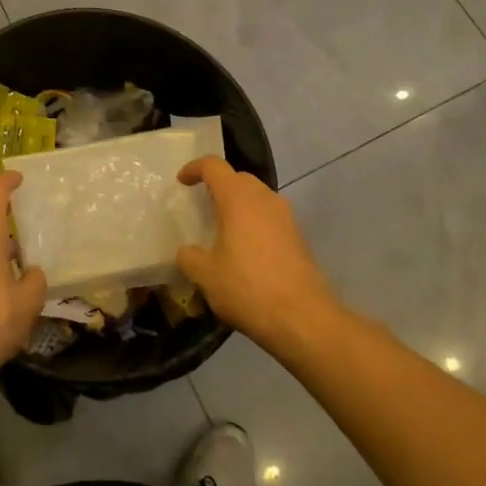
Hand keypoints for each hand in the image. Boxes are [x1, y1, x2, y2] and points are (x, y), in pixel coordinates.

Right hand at [177, 157, 336, 354]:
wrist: (304, 319)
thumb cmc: (248, 288)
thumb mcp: (206, 275)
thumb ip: (190, 257)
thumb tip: (187, 251)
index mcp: (238, 198)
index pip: (214, 166)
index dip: (194, 168)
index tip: (181, 182)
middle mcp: (264, 198)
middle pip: (238, 178)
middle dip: (218, 185)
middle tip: (201, 204)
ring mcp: (285, 217)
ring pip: (257, 197)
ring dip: (238, 204)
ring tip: (222, 227)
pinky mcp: (298, 237)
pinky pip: (269, 217)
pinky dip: (254, 222)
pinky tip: (244, 249)